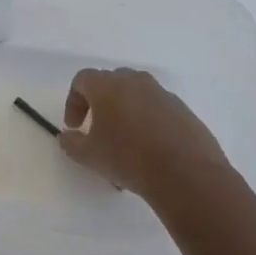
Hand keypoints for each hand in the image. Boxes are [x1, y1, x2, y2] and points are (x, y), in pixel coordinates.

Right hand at [60, 67, 228, 196]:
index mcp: (107, 86)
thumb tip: (68, 137)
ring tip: (126, 140)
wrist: (187, 175)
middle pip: (111, 81)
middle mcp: (135, 82)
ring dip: (127, 111)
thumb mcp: (88, 156)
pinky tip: (151, 149)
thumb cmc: (128, 158)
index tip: (75, 127)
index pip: (82, 80)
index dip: (73, 102)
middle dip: (101, 102)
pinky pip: (159, 109)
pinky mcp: (185, 111)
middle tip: (98, 128)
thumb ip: (71, 143)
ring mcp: (163, 95)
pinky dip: (150, 121)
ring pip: (137, 95)